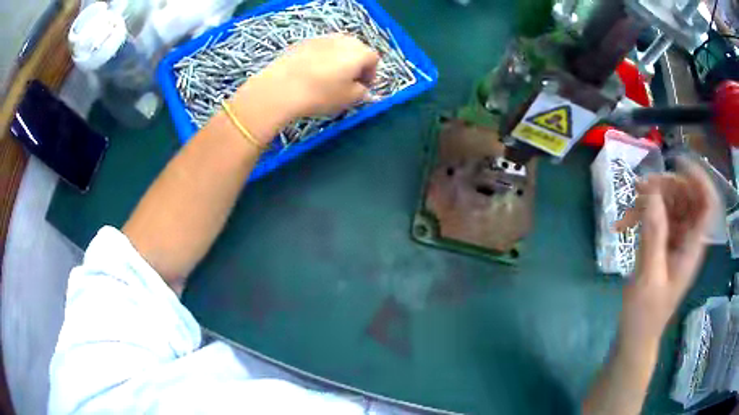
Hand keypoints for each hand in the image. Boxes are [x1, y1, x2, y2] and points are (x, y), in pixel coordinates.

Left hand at [236, 34, 378, 122]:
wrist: (280, 88)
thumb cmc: (320, 94)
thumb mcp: (348, 99)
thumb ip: (361, 92)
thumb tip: (361, 88)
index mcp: (358, 52)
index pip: (373, 59)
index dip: (371, 74)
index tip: (363, 87)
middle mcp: (342, 40)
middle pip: (356, 49)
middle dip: (356, 64)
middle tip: (348, 81)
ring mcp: (321, 38)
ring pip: (337, 47)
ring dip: (338, 59)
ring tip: (329, 77)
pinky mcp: (302, 42)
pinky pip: (319, 48)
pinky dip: (321, 58)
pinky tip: (311, 73)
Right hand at [615, 158, 717, 345]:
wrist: (636, 335)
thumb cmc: (645, 315)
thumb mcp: (649, 277)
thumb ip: (653, 235)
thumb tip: (651, 194)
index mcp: (692, 247)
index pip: (707, 204)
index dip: (699, 179)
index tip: (678, 164)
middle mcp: (688, 238)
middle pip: (687, 196)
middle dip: (667, 185)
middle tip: (642, 186)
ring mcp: (676, 240)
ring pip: (672, 203)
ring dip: (652, 197)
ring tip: (630, 203)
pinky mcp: (664, 244)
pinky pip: (658, 216)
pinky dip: (643, 213)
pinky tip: (625, 222)